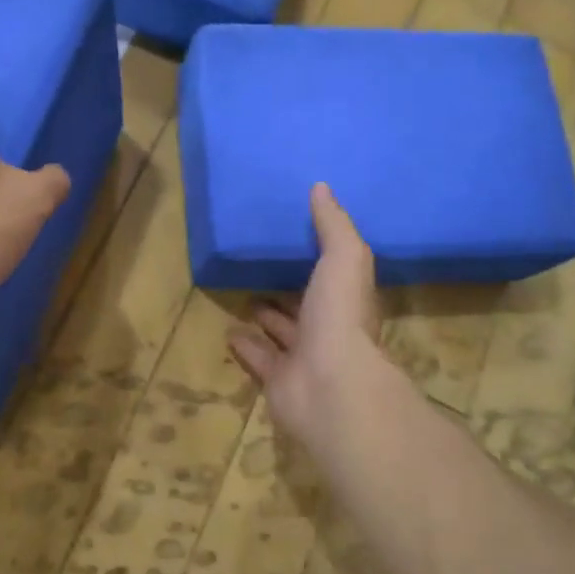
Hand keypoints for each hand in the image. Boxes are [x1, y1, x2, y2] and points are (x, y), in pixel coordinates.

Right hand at [228, 183, 386, 454]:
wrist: (328, 386)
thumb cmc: (339, 317)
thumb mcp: (343, 258)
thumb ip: (333, 225)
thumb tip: (320, 186)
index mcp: (346, 300)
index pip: (333, 276)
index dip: (318, 258)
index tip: (296, 236)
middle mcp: (328, 329)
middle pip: (305, 306)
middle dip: (288, 289)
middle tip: (263, 268)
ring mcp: (303, 357)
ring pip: (281, 332)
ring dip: (266, 316)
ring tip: (243, 295)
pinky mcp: (277, 380)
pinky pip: (258, 358)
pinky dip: (245, 345)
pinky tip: (228, 331)